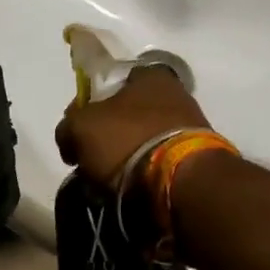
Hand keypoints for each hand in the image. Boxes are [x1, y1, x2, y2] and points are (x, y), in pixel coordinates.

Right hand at [55, 65, 209, 185]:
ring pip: (147, 141)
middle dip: (110, 137)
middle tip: (93, 162)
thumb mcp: (81, 127)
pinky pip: (163, 165)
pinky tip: (136, 193)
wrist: (183, 184)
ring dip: (129, 160)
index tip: (80, 133)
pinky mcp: (201, 161)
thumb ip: (69, 125)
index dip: (91, 106)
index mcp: (151, 75)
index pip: (113, 82)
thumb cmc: (129, 141)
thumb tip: (69, 137)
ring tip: (112, 185)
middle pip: (130, 114)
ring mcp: (193, 128)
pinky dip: (149, 177)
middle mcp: (176, 94)